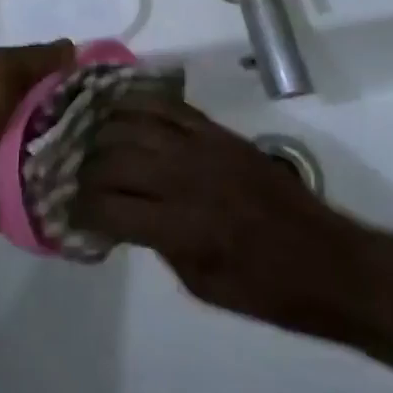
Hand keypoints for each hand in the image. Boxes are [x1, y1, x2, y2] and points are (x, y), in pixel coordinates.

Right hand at [71, 99, 373, 342]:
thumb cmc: (264, 289)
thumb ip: (157, 242)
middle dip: (86, 170)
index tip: (68, 210)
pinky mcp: (217, 131)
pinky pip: (168, 105)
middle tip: (74, 176)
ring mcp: (202, 146)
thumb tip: (123, 216)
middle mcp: (185, 178)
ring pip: (135, 123)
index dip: (81, 210)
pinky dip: (138, 103)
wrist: (324, 259)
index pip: (109, 208)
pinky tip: (119, 108)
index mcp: (181, 227)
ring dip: (105, 131)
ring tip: (89, 140)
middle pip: (115, 159)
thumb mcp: (199, 283)